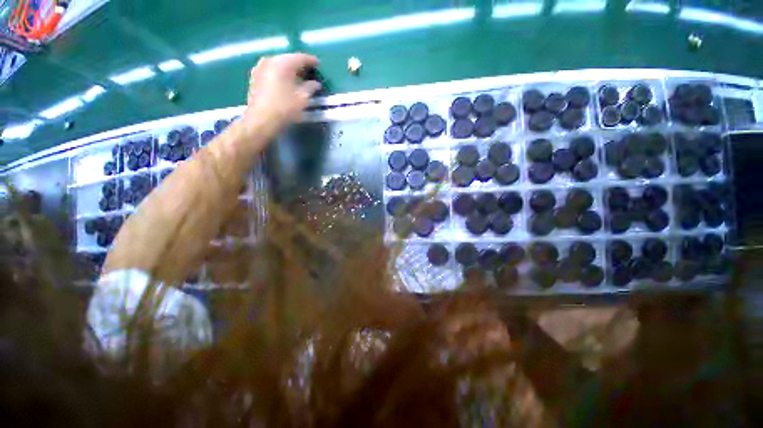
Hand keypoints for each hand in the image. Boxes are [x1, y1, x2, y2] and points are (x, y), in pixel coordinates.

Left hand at [241, 53, 320, 135]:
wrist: (261, 120)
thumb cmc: (284, 109)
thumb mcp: (302, 99)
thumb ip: (310, 88)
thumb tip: (315, 83)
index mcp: (283, 63)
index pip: (300, 57)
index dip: (310, 60)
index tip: (318, 64)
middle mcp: (270, 60)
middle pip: (288, 59)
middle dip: (299, 64)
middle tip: (308, 71)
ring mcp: (260, 67)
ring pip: (278, 64)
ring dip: (289, 69)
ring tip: (298, 77)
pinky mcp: (255, 77)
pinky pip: (271, 70)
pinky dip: (280, 74)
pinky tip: (285, 82)